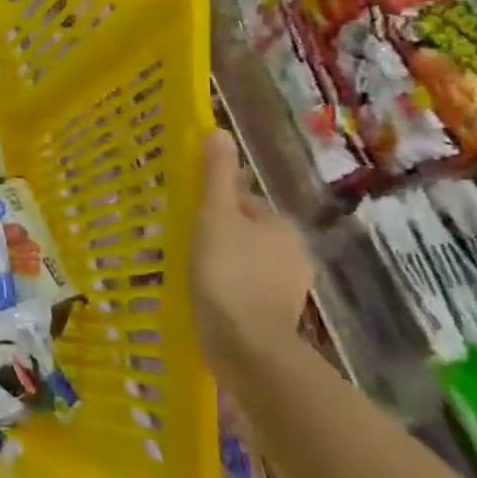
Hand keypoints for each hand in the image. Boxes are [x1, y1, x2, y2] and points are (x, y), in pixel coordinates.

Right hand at [190, 130, 313, 373]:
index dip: (213, 206)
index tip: (186, 217)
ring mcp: (288, 289)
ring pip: (247, 263)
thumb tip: (219, 131)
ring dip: (223, 265)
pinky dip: (229, 292)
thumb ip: (216, 175)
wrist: (247, 345)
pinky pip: (247, 292)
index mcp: (279, 226)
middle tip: (183, 245)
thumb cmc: (226, 272)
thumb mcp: (214, 215)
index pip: (242, 203)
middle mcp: (293, 253)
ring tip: (189, 274)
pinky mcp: (276, 318)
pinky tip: (206, 300)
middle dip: (219, 236)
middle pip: (246, 233)